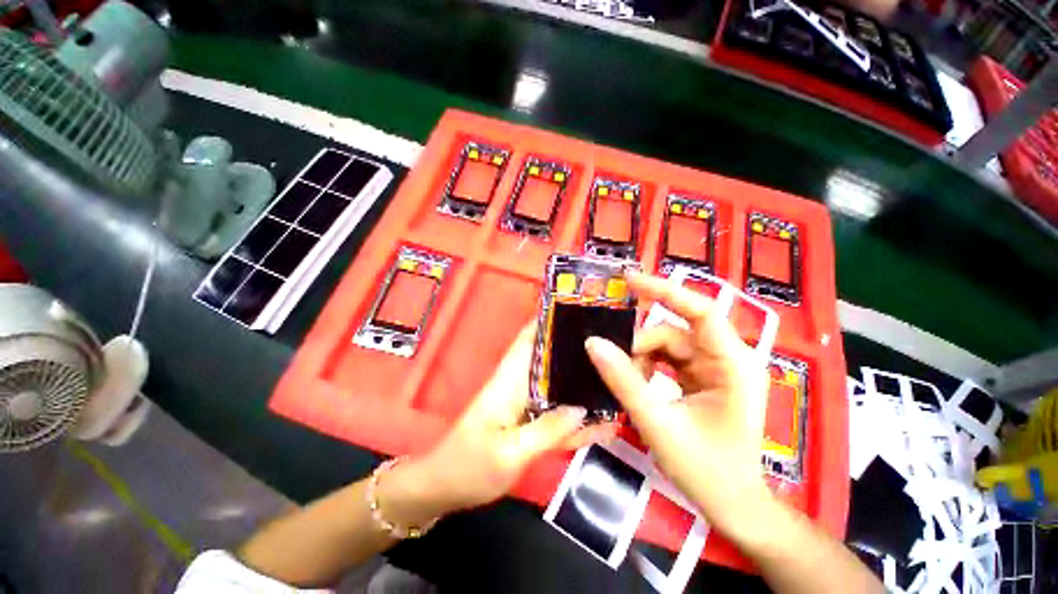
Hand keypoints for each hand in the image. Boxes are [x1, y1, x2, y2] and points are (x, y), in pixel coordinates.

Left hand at [386, 324, 616, 525]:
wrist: (444, 489)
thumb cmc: (468, 467)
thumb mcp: (509, 453)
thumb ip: (546, 430)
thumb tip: (582, 408)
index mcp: (510, 380)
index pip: (530, 338)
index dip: (551, 320)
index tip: (582, 310)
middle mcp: (521, 385)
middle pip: (551, 359)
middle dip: (579, 350)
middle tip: (617, 346)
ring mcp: (527, 405)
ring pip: (560, 386)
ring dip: (584, 383)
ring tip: (622, 380)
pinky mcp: (531, 423)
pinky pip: (559, 415)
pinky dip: (579, 418)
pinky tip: (606, 425)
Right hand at [584, 271, 774, 542]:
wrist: (734, 507)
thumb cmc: (707, 471)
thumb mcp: (658, 423)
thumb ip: (624, 380)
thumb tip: (593, 343)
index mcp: (733, 365)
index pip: (700, 311)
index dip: (664, 290)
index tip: (629, 280)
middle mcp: (728, 359)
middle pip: (675, 331)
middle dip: (642, 344)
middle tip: (613, 359)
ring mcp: (716, 369)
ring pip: (669, 346)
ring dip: (642, 358)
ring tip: (626, 380)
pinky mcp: (704, 379)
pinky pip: (670, 360)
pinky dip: (648, 367)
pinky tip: (637, 382)